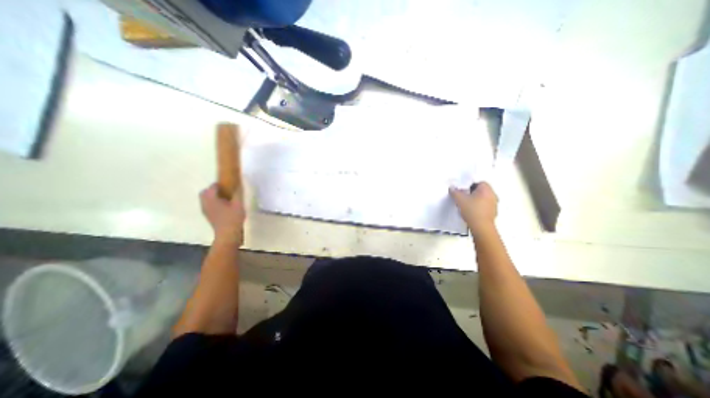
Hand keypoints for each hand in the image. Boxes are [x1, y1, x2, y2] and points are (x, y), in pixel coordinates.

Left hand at [200, 184, 247, 244]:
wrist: (227, 235)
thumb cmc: (233, 218)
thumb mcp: (238, 204)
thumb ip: (237, 193)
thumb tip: (238, 185)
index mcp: (211, 199)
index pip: (212, 187)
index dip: (220, 184)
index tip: (229, 184)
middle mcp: (205, 203)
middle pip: (205, 192)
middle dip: (213, 190)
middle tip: (226, 191)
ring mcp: (205, 211)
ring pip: (205, 199)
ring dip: (213, 197)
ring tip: (226, 199)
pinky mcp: (208, 216)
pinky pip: (208, 205)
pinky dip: (214, 203)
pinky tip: (224, 207)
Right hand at [448, 181, 497, 234]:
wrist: (481, 226)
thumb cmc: (472, 210)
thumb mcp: (459, 199)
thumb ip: (455, 192)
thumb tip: (452, 188)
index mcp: (486, 189)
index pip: (479, 182)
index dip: (470, 185)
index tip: (462, 191)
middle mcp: (493, 195)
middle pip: (481, 190)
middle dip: (472, 193)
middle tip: (463, 197)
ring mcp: (494, 204)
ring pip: (483, 198)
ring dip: (476, 200)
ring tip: (466, 205)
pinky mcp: (493, 213)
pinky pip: (485, 206)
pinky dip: (479, 207)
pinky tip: (471, 212)